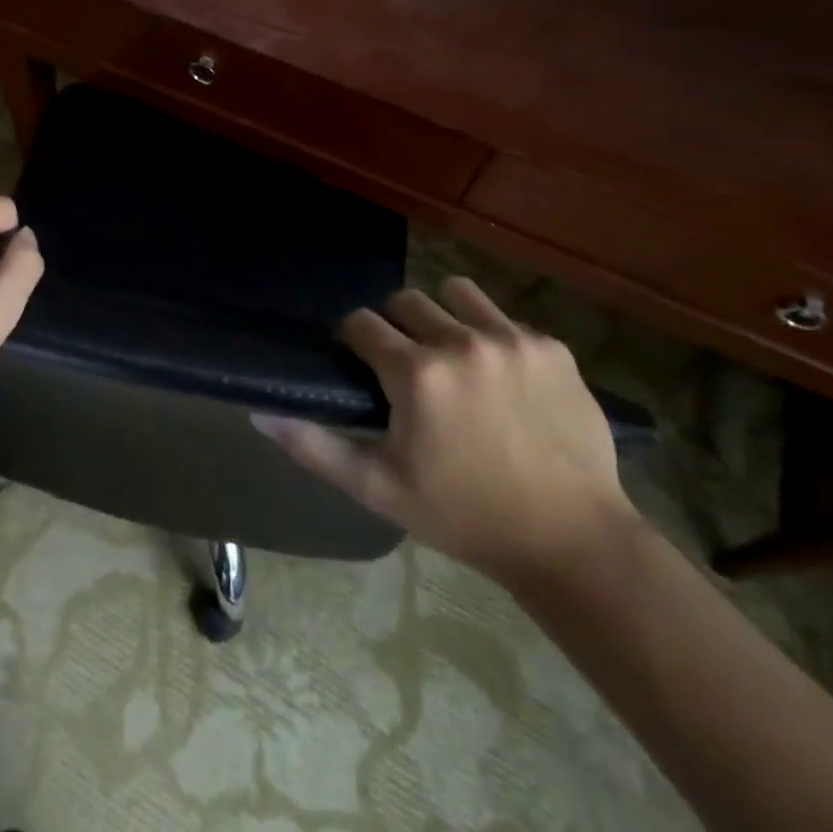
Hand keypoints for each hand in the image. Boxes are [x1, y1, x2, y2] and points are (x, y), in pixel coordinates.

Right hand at [257, 276, 635, 588]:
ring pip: (457, 293)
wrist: (572, 540)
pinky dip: (494, 338)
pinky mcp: (552, 347)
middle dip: (397, 327)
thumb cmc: (464, 516)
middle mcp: (461, 341)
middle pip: (406, 301)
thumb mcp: (380, 489)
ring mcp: (512, 339)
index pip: (362, 323)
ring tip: (455, 358)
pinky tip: (505, 381)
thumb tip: (260, 413)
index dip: (355, 341)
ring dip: (445, 317)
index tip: (364, 365)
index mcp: (416, 373)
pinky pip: (506, 319)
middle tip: (408, 367)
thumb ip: (315, 447)